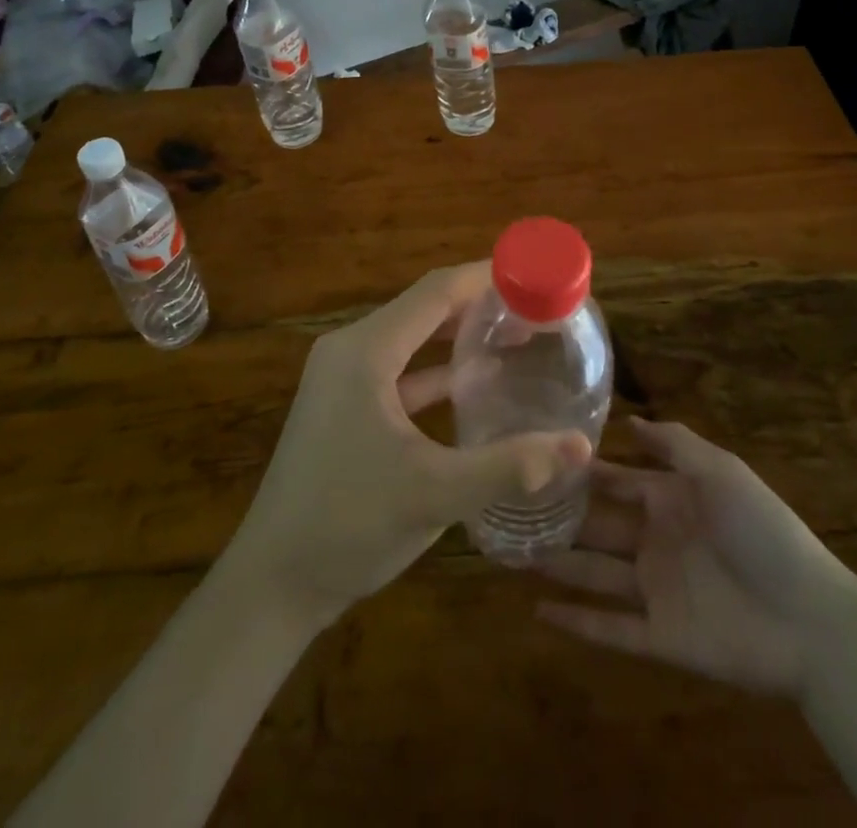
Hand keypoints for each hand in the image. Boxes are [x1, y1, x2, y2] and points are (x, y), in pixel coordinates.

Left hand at [221, 264, 593, 626]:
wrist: (274, 583)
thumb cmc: (348, 526)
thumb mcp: (436, 493)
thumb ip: (510, 465)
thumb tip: (581, 446)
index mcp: (365, 351)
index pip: (435, 291)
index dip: (486, 277)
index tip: (533, 273)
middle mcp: (351, 350)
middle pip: (424, 308)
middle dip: (480, 304)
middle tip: (536, 307)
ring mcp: (344, 378)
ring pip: (413, 338)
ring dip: (460, 335)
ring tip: (518, 335)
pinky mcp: (345, 405)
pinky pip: (400, 370)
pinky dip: (438, 370)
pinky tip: (478, 381)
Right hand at [535, 418, 856, 697]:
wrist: (811, 620)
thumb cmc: (763, 533)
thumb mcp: (722, 473)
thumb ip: (676, 445)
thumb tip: (630, 419)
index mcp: (672, 500)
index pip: (618, 480)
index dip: (583, 472)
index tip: (539, 457)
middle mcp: (657, 540)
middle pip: (598, 526)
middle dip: (560, 517)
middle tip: (510, 507)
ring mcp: (657, 590)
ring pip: (595, 573)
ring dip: (557, 565)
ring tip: (510, 553)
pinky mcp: (660, 637)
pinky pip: (611, 628)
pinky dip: (576, 622)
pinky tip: (537, 613)